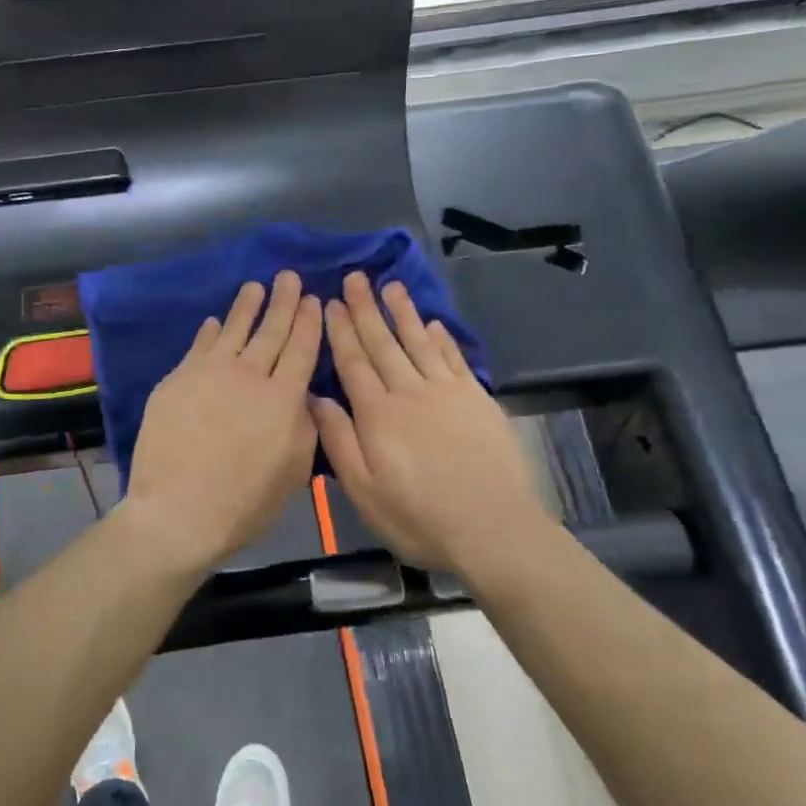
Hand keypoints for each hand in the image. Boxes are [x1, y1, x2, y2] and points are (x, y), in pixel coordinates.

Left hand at [126, 272, 322, 567]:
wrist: (178, 511)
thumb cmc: (244, 503)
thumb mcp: (293, 472)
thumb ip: (303, 428)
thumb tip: (301, 397)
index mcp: (283, 399)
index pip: (301, 350)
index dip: (309, 323)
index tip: (314, 300)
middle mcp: (249, 376)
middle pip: (271, 331)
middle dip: (284, 302)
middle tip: (289, 277)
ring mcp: (209, 374)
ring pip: (233, 330)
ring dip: (247, 306)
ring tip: (255, 286)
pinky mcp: (177, 380)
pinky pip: (198, 347)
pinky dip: (209, 332)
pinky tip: (215, 321)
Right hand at [311, 273, 549, 574]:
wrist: (490, 528)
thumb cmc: (417, 516)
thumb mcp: (363, 489)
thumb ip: (338, 440)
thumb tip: (314, 397)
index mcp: (377, 413)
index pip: (353, 362)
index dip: (340, 330)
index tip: (329, 302)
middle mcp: (409, 392)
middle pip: (383, 343)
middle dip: (366, 309)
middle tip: (355, 277)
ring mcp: (446, 392)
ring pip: (418, 342)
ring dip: (403, 312)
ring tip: (391, 285)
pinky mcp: (476, 399)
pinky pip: (453, 359)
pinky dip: (441, 339)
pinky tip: (432, 323)